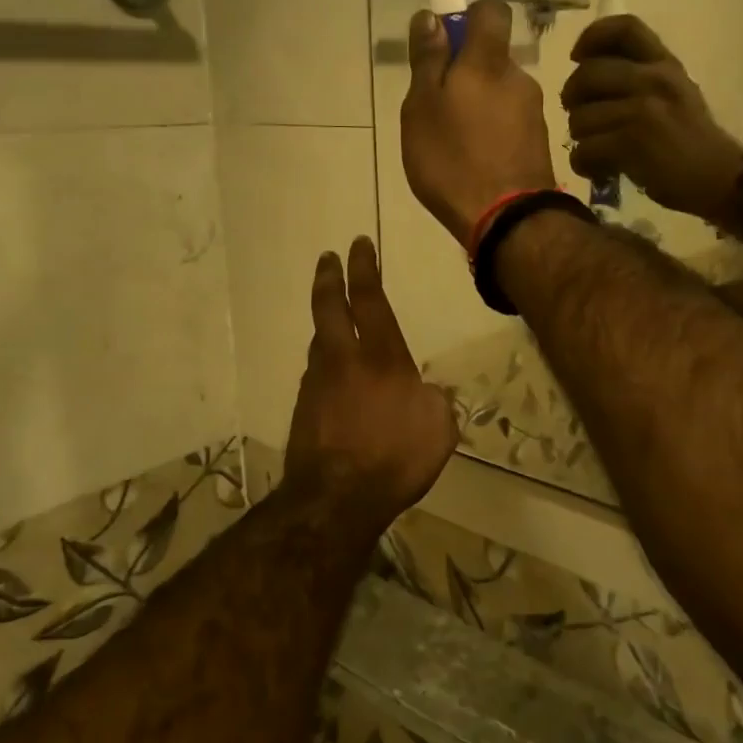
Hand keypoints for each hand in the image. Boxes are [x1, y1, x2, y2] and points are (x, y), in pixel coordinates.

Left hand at [282, 237, 457, 528]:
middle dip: (328, 278)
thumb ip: (435, 400)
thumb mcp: (439, 427)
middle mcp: (343, 360)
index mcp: (381, 356)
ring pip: (318, 341)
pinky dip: (324, 366)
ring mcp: (317, 384)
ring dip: (325, 324)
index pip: (369, 298)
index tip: (358, 245)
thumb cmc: (396, 457)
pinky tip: (332, 378)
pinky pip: (315, 376)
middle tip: (327, 258)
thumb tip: (426, 391)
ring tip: (332, 320)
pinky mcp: (303, 410)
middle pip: (328, 307)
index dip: (363, 268)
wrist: (337, 498)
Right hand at [401, 0, 558, 246]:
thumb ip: (427, 61)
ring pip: (500, 94)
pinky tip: (476, 162)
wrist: (507, 219)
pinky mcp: (540, 143)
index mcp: (488, 62)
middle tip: (437, 110)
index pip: (491, 12)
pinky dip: (492, 132)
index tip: (444, 46)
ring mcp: (534, 112)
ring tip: (454, 144)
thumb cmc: (453, 160)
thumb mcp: (422, 109)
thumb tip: (431, 17)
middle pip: (491, 60)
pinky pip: (510, 123)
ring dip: (478, 107)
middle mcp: (519, 78)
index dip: (468, 19)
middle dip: (466, 75)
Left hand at [562, 16, 742, 224]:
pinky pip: (584, 150)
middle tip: (579, 117)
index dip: (592, 37)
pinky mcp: (632, 143)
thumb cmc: (693, 140)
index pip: (624, 28)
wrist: (720, 178)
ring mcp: (642, 111)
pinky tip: (599, 170)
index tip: (577, 56)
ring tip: (597, 151)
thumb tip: (588, 73)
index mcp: (664, 63)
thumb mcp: (676, 92)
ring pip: (580, 118)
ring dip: (581, 139)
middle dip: (572, 98)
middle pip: (587, 74)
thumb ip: (640, 76)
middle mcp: (654, 79)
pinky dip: (584, 164)